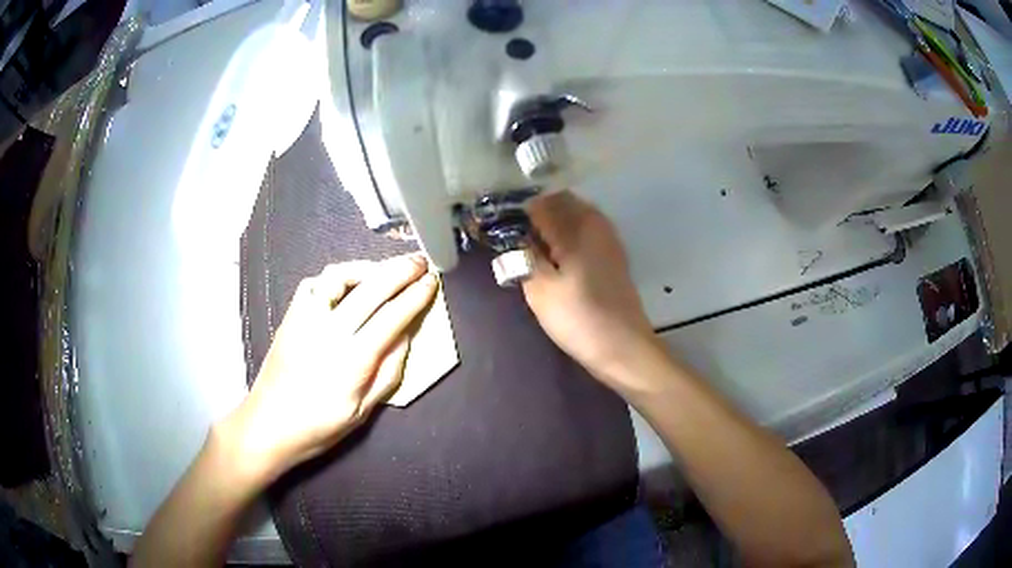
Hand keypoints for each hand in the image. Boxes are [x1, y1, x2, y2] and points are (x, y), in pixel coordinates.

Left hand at [219, 255, 437, 484]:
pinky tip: (347, 283)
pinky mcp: (290, 315)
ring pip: (339, 276)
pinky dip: (335, 277)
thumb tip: (406, 334)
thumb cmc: (319, 426)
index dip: (415, 296)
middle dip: (400, 270)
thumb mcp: (362, 411)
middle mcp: (329, 330)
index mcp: (352, 360)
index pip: (392, 316)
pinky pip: (314, 283)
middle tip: (419, 262)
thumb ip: (388, 371)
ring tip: (385, 269)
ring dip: (367, 267)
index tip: (431, 281)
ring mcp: (306, 318)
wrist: (268, 424)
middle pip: (371, 288)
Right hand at [523, 191, 667, 393]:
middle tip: (514, 241)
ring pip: (572, 215)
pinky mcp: (612, 253)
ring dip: (550, 225)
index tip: (497, 227)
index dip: (515, 212)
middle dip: (534, 215)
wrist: (623, 347)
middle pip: (558, 201)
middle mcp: (594, 222)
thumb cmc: (579, 318)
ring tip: (531, 251)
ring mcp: (607, 237)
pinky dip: (566, 236)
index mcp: (576, 225)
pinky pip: (583, 230)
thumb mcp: (539, 288)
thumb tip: (514, 234)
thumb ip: (522, 255)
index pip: (538, 201)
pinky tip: (555, 259)